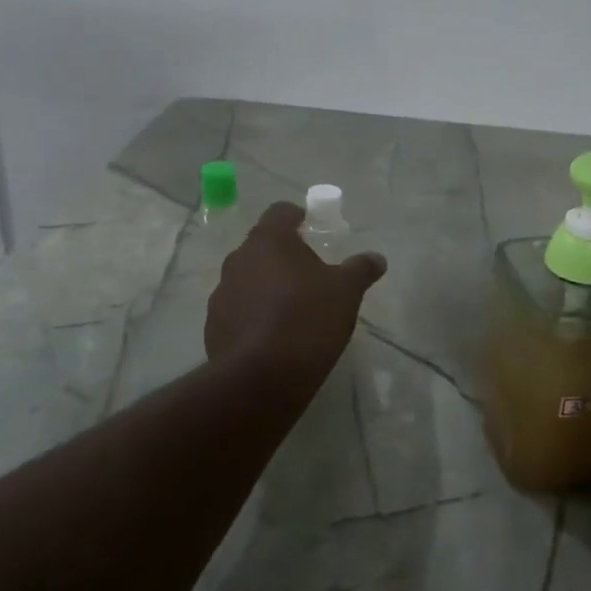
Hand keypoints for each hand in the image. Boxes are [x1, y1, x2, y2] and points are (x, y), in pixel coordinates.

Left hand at [205, 201, 387, 383]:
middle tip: (309, 275)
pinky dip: (252, 316)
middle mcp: (238, 259)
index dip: (297, 217)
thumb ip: (360, 269)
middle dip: (283, 256)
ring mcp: (221, 293)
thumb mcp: (346, 292)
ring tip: (291, 311)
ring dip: (265, 287)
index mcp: (268, 240)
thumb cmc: (308, 319)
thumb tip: (377, 258)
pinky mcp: (213, 327)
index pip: (279, 212)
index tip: (312, 230)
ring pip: (247, 279)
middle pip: (261, 246)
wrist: (262, 378)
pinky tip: (272, 338)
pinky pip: (237, 311)